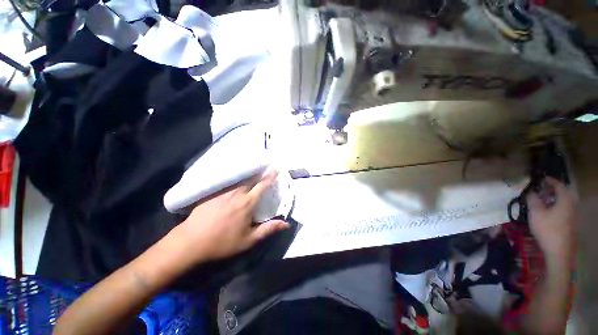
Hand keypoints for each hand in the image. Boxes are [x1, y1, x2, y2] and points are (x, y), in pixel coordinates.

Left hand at [170, 170, 289, 262]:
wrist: (190, 241)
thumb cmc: (222, 242)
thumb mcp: (248, 240)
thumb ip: (268, 229)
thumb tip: (286, 224)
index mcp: (247, 203)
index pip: (262, 185)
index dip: (270, 176)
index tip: (275, 168)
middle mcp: (237, 193)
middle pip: (251, 178)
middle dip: (259, 171)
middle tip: (265, 166)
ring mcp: (223, 191)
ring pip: (239, 178)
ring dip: (247, 174)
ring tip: (252, 169)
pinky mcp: (213, 192)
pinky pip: (227, 181)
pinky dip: (234, 178)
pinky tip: (234, 177)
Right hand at [526, 177, 575, 267]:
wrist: (558, 250)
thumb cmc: (547, 229)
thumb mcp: (536, 213)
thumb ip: (532, 200)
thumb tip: (529, 191)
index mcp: (564, 200)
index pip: (559, 185)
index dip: (550, 180)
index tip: (540, 178)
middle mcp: (571, 205)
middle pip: (563, 193)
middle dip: (552, 189)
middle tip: (541, 189)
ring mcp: (571, 215)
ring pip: (563, 201)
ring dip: (553, 198)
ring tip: (542, 199)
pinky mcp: (569, 222)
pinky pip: (562, 208)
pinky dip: (555, 205)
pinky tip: (547, 211)